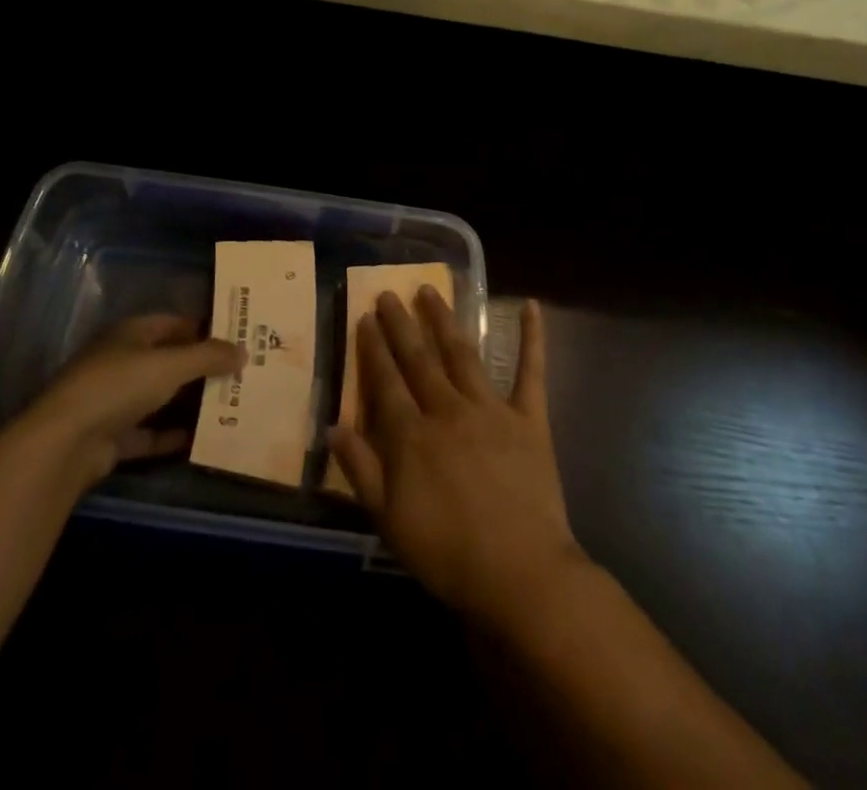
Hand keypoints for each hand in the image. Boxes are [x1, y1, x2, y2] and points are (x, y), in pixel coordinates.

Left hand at [19, 314, 242, 489]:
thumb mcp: (171, 365)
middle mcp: (122, 361)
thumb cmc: (119, 386)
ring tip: (230, 406)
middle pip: (168, 360)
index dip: (203, 328)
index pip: (173, 323)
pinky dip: (172, 435)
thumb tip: (243, 350)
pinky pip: (150, 433)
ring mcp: (115, 400)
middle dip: (201, 368)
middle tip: (240, 374)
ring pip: (160, 397)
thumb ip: (208, 356)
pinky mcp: (112, 437)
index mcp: (131, 333)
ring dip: (189, 403)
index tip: (235, 338)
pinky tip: (201, 439)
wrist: (66, 443)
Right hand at [329, 289, 585, 624]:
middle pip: (418, 359)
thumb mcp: (389, 520)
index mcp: (411, 435)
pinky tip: (531, 306)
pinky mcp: (529, 419)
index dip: (373, 348)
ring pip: (461, 353)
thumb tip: (334, 427)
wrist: (521, 575)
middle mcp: (447, 410)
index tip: (364, 318)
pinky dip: (532, 338)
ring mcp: (490, 409)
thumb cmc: (448, 554)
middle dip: (400, 324)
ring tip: (430, 290)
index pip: (386, 381)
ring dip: (444, 319)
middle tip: (388, 293)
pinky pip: (530, 372)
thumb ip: (361, 470)